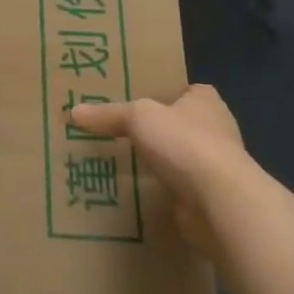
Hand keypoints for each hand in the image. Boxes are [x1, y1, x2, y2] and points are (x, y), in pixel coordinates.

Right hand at [69, 84, 247, 255]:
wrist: (220, 202)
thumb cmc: (184, 143)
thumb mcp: (137, 117)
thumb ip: (107, 114)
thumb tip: (74, 112)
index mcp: (205, 102)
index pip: (185, 91)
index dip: (162, 94)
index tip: (135, 101)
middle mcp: (215, 130)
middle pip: (179, 125)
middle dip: (155, 131)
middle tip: (118, 132)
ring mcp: (215, 167)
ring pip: (178, 159)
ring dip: (158, 163)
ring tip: (121, 162)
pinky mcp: (209, 198)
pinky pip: (178, 189)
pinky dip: (161, 191)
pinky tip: (135, 191)